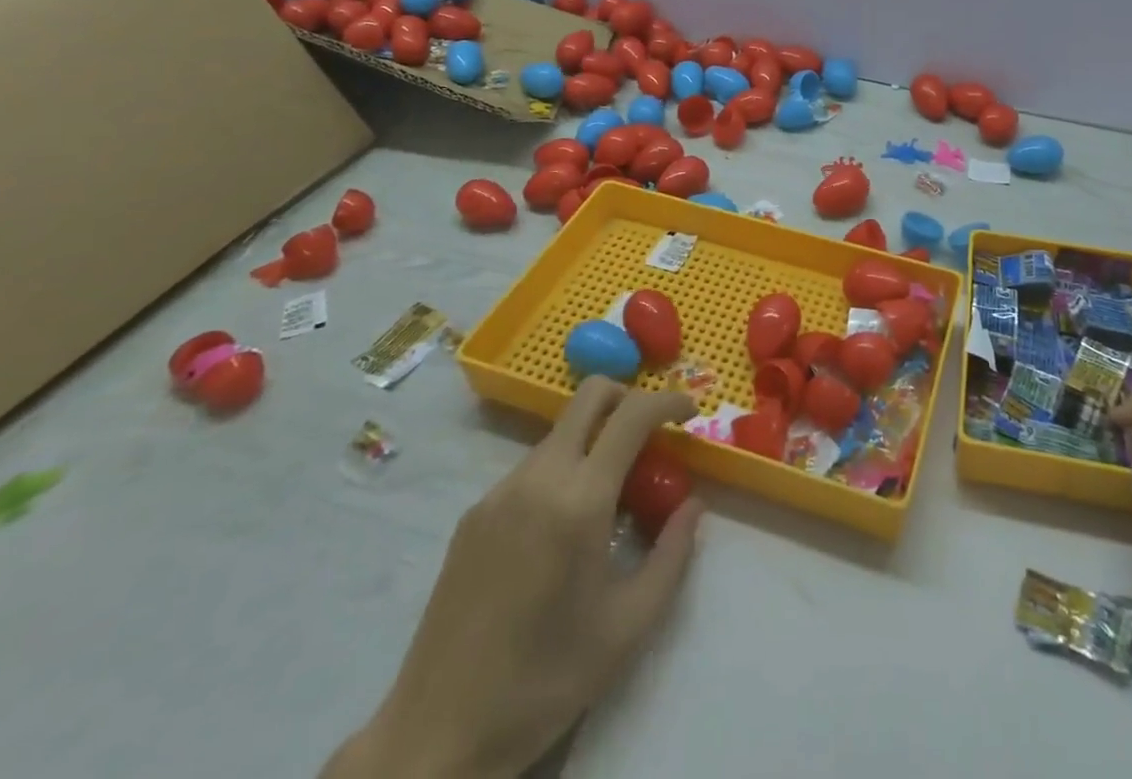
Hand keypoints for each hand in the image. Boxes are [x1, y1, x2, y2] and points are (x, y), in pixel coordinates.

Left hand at [326, 380, 701, 778]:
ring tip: (612, 494)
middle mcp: (538, 478)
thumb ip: (672, 555)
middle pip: (590, 396)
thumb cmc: (545, 680)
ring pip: (561, 432)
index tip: (691, 412)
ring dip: (596, 439)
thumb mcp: (629, 627)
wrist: (437, 736)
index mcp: (579, 501)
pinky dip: (564, 470)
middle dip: (630, 398)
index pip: (632, 414)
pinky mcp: (474, 513)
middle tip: (653, 436)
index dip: (668, 401)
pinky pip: (532, 467)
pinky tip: (563, 527)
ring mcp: (500, 492)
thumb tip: (694, 504)